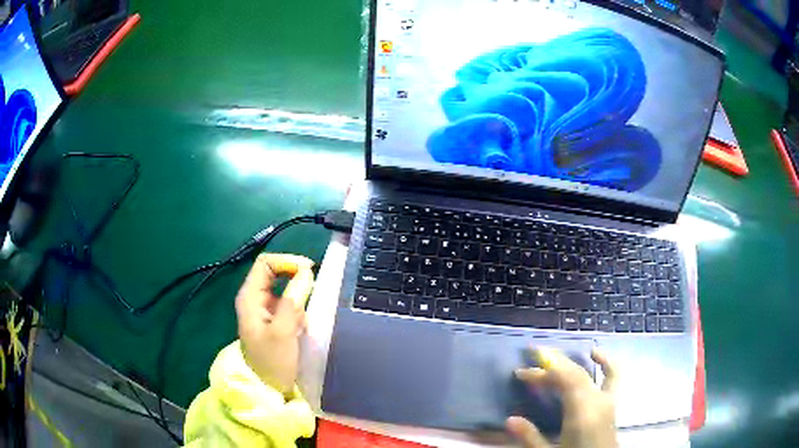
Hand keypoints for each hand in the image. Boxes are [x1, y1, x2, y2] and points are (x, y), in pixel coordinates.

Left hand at [235, 253, 314, 395]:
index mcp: (250, 297)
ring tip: (302, 322)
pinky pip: (288, 306)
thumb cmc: (272, 362)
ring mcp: (263, 311)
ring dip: (298, 299)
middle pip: (274, 273)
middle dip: (294, 280)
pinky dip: (298, 311)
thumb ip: (293, 300)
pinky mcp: (273, 322)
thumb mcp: (283, 332)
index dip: (287, 261)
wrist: (268, 390)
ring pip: (284, 290)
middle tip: (312, 294)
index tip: (310, 270)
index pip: (266, 263)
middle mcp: (254, 299)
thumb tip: (306, 272)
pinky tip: (301, 329)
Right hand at [507, 347, 617, 447]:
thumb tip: (509, 420)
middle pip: (575, 374)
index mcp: (583, 411)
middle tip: (529, 365)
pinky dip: (605, 362)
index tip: (524, 367)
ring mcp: (609, 401)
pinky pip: (611, 376)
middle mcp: (598, 400)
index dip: (546, 368)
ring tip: (555, 355)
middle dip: (552, 366)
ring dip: (572, 364)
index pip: (566, 379)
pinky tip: (596, 355)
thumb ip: (531, 438)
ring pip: (591, 373)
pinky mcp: (612, 405)